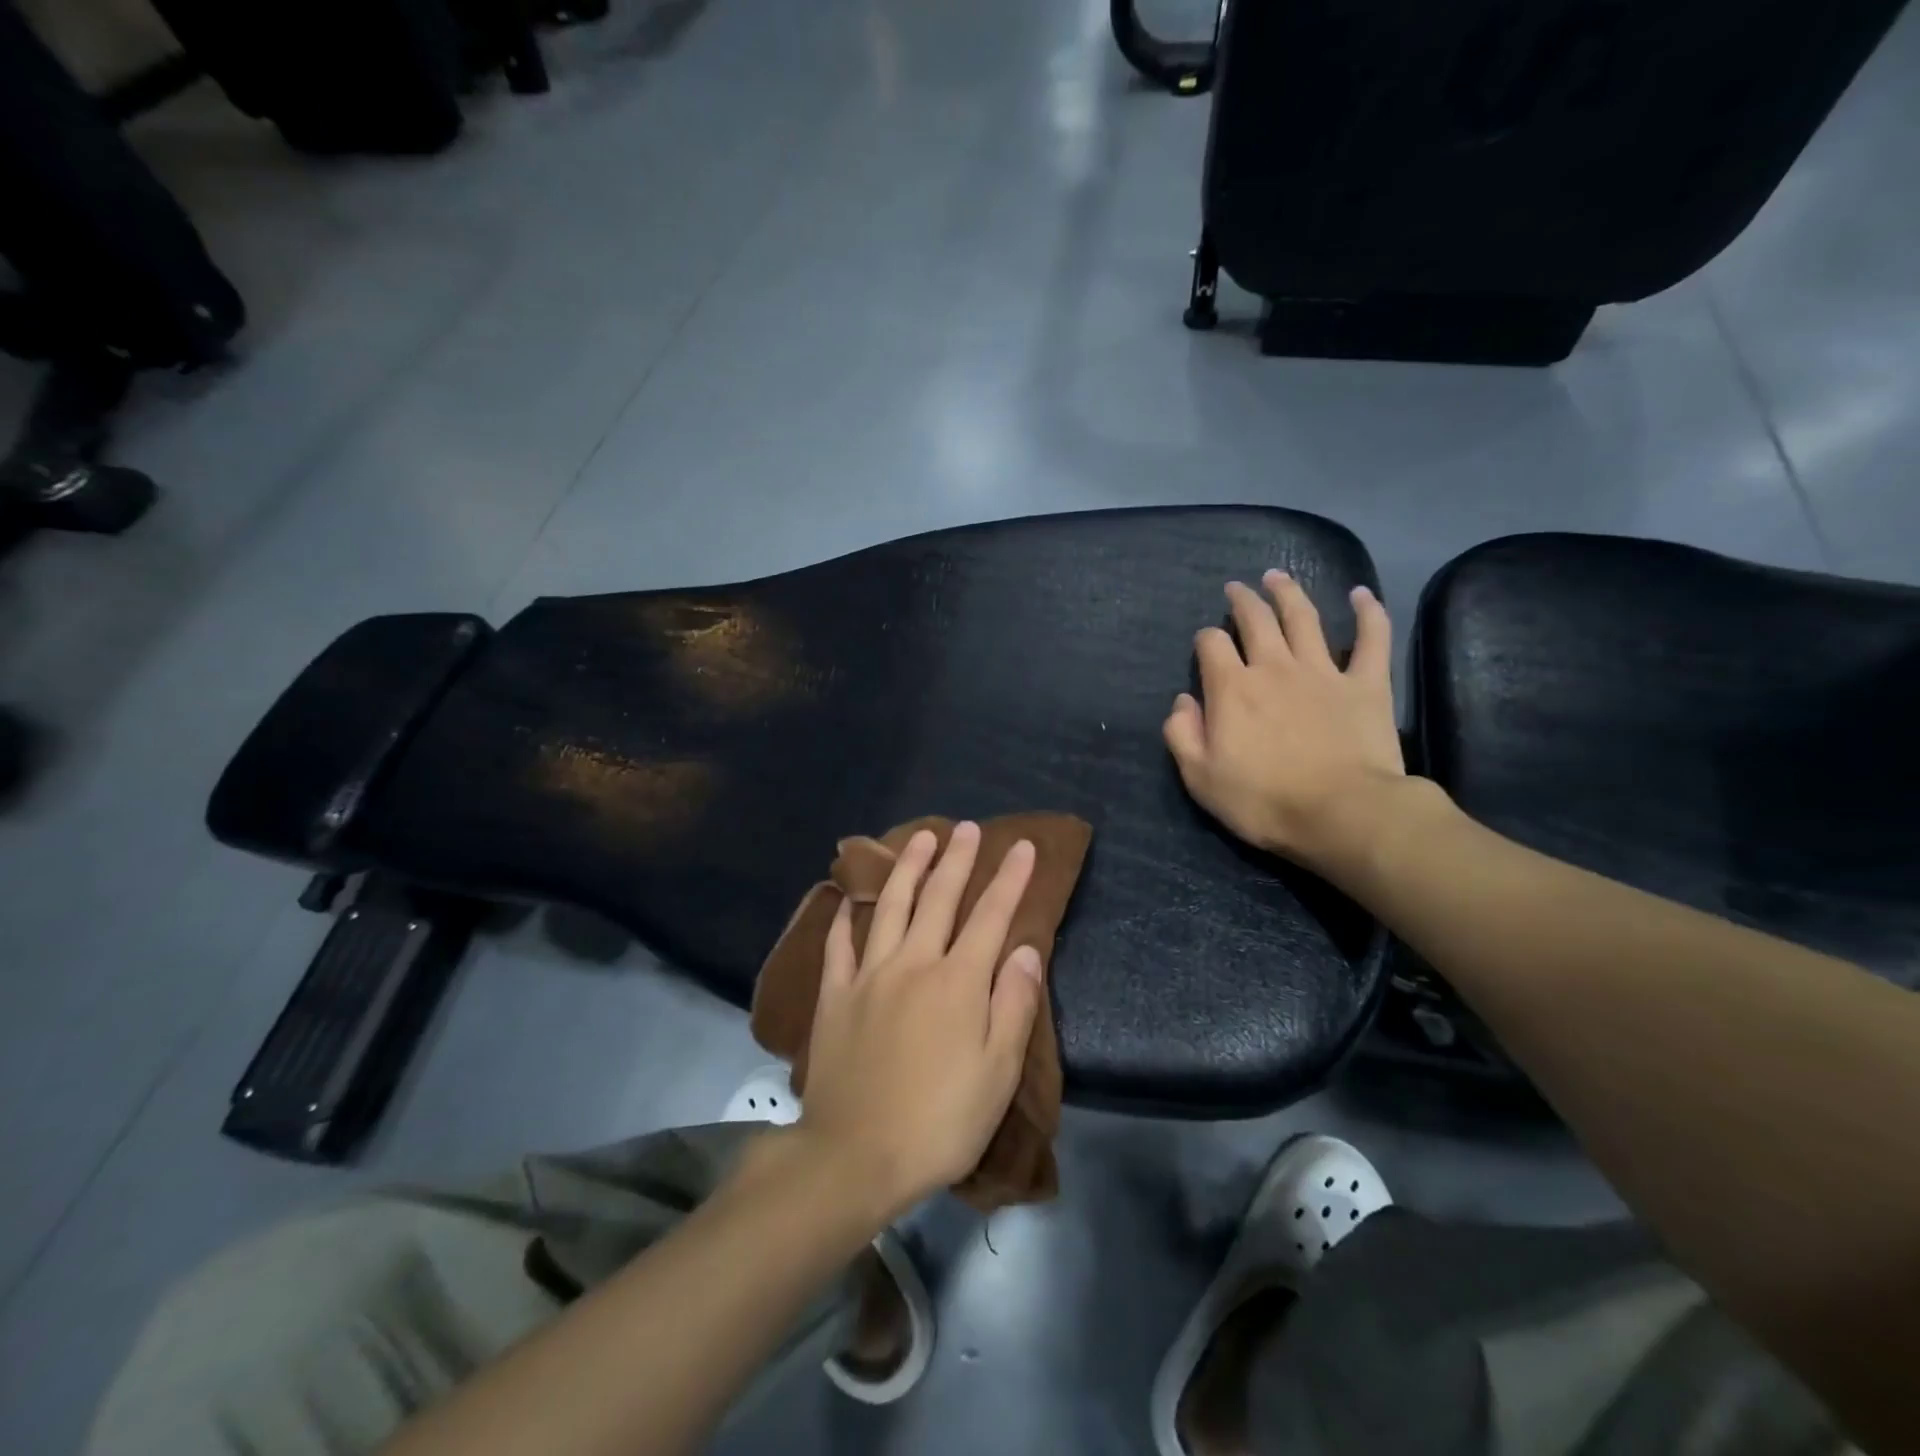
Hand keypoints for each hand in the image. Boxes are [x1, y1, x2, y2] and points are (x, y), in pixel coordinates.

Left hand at [797, 822, 1043, 1219]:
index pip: (991, 916)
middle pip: (939, 899)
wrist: (855, 1155)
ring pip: (891, 906)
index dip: (1010, 879)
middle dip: (958, 860)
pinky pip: (840, 944)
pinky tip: (849, 896)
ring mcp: (869, 975)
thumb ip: (1012, 1004)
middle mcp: (913, 963)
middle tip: (968, 828)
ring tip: (921, 838)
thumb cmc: (939, 1121)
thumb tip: (1026, 950)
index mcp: (958, 982)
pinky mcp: (835, 995)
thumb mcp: (997, 1072)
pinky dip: (846, 915)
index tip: (1023, 847)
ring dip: (908, 868)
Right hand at [1164, 570, 1410, 882]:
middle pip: (1255, 619)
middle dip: (1242, 600)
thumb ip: (1182, 735)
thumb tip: (1182, 702)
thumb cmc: (1264, 801)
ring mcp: (1323, 671)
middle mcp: (1274, 667)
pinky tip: (1360, 594)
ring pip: (1304, 617)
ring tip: (1277, 576)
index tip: (1205, 644)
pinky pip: (1371, 638)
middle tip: (1237, 589)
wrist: (1342, 814)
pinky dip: (1368, 612)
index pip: (1211, 645)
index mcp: (1232, 688)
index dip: (1205, 639)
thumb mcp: (1200, 778)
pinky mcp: (1366, 683)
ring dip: (1288, 592)